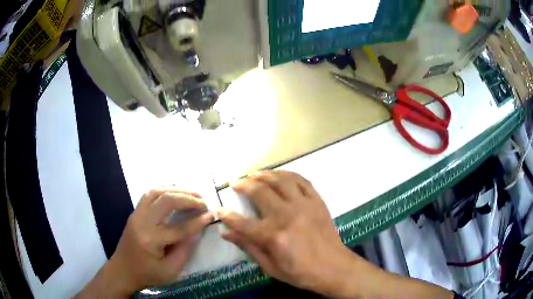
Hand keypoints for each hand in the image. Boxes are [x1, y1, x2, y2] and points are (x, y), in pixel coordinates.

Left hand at [76, 188, 213, 297]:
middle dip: (188, 198)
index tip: (211, 215)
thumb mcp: (170, 271)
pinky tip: (175, 193)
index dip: (198, 221)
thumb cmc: (147, 274)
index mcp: (151, 240)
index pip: (179, 227)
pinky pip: (149, 194)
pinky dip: (165, 189)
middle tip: (203, 202)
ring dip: (176, 189)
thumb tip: (196, 230)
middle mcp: (142, 222)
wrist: (123, 270)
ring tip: (192, 193)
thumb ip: (184, 250)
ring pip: (156, 191)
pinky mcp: (135, 212)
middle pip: (166, 200)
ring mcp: (136, 214)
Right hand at [217, 171, 355, 294]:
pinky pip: (301, 180)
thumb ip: (248, 247)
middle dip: (243, 185)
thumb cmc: (300, 272)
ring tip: (253, 174)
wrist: (333, 267)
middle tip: (235, 183)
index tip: (219, 209)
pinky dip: (287, 174)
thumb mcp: (270, 267)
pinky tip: (279, 175)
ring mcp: (304, 205)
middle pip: (259, 192)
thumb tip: (225, 233)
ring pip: (280, 180)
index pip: (241, 222)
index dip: (226, 215)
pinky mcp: (317, 201)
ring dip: (264, 174)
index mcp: (273, 236)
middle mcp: (286, 215)